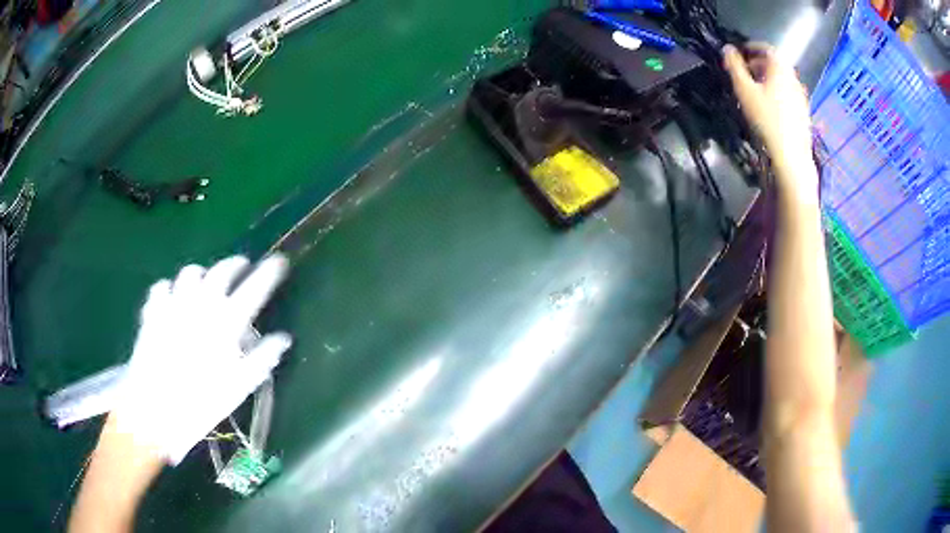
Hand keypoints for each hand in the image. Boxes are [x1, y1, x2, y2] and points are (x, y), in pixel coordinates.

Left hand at [112, 255, 291, 464]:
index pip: (254, 288)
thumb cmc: (201, 403)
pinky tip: (172, 300)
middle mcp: (200, 305)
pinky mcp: (152, 311)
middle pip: (221, 270)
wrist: (154, 411)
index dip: (269, 272)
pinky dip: (170, 289)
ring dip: (202, 274)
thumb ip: (262, 359)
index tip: (279, 262)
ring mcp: (173, 305)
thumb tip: (284, 338)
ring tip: (205, 283)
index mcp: (226, 324)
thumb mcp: (238, 388)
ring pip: (190, 272)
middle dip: (235, 264)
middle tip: (242, 268)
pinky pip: (162, 287)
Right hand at [723, 43, 816, 196]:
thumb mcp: (744, 90)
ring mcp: (801, 97)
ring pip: (782, 80)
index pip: (767, 48)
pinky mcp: (803, 113)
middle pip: (776, 64)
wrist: (791, 156)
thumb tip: (727, 49)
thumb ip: (734, 66)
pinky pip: (788, 94)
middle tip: (744, 72)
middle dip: (759, 63)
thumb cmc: (766, 119)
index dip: (752, 47)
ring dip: (768, 79)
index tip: (740, 52)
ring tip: (755, 90)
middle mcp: (793, 79)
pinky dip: (777, 93)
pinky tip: (769, 106)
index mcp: (780, 69)